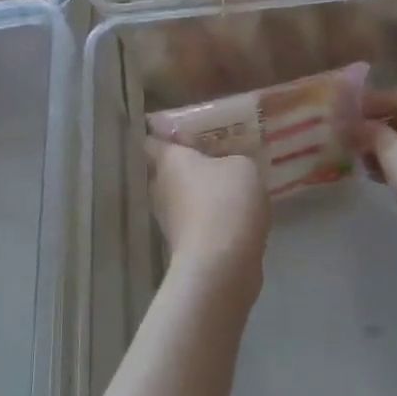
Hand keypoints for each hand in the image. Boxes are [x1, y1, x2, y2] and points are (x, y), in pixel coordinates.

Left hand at [146, 140, 269, 295]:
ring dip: (201, 193)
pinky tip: (235, 216)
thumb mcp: (243, 166)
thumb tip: (227, 167)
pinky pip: (196, 221)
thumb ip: (233, 159)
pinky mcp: (182, 246)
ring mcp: (169, 220)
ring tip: (231, 188)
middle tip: (217, 157)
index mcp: (168, 161)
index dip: (164, 133)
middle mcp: (160, 188)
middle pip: (168, 170)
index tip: (183, 130)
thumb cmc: (226, 202)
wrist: (221, 265)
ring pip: (182, 197)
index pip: (153, 140)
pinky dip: (211, 218)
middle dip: (188, 164)